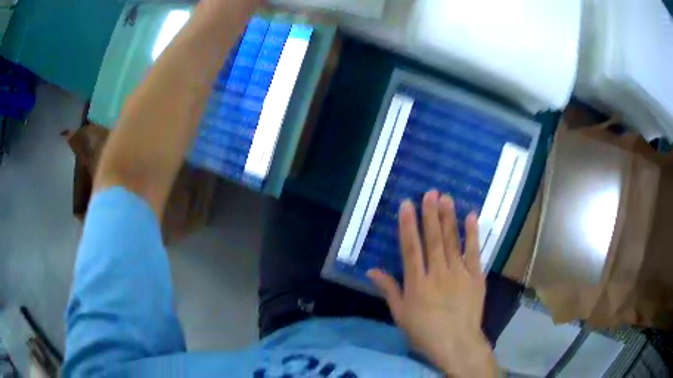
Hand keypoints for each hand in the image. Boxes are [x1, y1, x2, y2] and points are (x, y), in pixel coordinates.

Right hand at [368, 190, 497, 376]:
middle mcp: (438, 274)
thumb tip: (372, 270)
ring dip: (449, 219)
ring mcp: (459, 274)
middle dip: (430, 215)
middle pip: (433, 240)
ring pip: (452, 242)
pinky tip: (471, 216)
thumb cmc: (425, 332)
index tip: (407, 205)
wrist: (457, 343)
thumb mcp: (401, 314)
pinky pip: (474, 252)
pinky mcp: (476, 277)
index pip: (411, 249)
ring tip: (446, 198)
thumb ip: (389, 290)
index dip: (408, 226)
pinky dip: (473, 234)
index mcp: (418, 283)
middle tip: (430, 193)